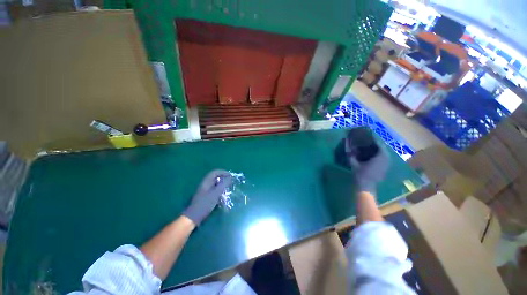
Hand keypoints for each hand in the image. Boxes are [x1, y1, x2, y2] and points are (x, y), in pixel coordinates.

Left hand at [183, 170, 232, 225]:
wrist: (193, 216)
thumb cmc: (205, 204)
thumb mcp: (216, 193)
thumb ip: (223, 184)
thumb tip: (230, 178)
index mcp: (206, 181)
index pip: (215, 172)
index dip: (224, 172)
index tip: (231, 176)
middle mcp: (205, 184)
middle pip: (216, 177)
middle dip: (224, 178)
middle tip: (231, 182)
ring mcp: (205, 190)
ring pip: (215, 184)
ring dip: (222, 185)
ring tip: (228, 188)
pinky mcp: (205, 196)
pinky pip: (214, 189)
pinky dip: (219, 190)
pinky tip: (223, 195)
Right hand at [346, 138, 389, 195]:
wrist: (366, 187)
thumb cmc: (360, 174)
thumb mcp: (354, 163)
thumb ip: (350, 154)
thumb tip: (346, 146)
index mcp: (380, 157)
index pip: (379, 144)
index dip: (374, 139)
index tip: (367, 136)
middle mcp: (386, 159)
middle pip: (382, 148)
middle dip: (375, 145)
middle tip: (367, 142)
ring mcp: (387, 165)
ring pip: (384, 154)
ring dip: (377, 150)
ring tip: (368, 148)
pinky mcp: (385, 169)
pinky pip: (384, 159)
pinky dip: (379, 156)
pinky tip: (371, 156)